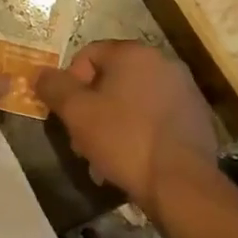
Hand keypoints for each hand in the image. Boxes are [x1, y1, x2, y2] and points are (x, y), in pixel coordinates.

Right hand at [33, 40, 218, 207]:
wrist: (182, 184)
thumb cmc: (124, 139)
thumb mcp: (77, 112)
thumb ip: (53, 86)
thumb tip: (39, 72)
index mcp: (134, 53)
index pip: (88, 55)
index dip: (70, 82)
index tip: (67, 113)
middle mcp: (163, 62)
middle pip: (112, 78)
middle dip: (92, 106)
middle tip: (82, 138)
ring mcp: (185, 90)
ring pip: (134, 100)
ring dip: (114, 121)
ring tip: (105, 155)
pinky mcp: (197, 118)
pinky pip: (156, 117)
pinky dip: (140, 131)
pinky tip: (132, 160)